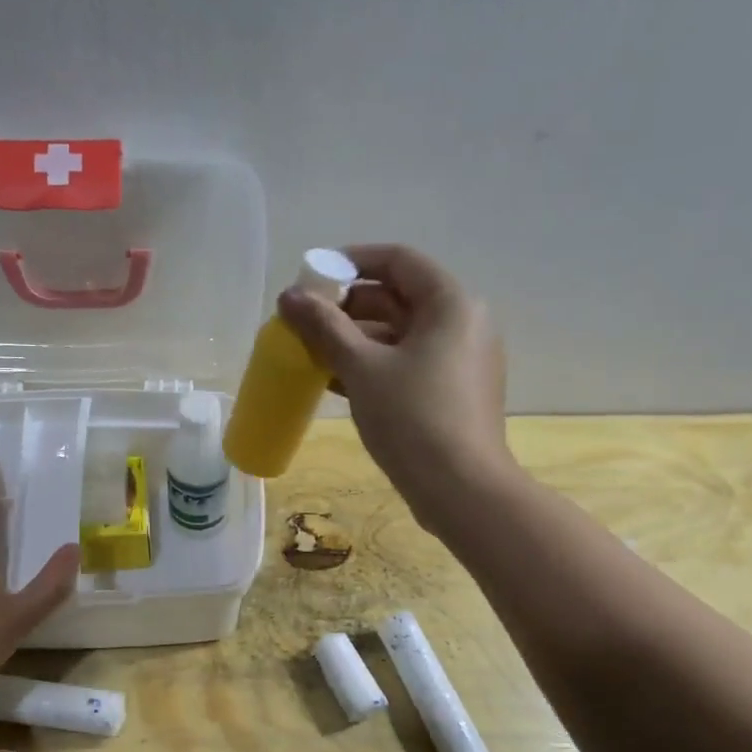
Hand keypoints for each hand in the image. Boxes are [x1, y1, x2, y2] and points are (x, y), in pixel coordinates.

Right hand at [278, 245, 513, 537]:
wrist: (461, 490)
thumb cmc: (413, 419)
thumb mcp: (362, 368)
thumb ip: (324, 327)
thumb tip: (289, 297)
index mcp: (451, 304)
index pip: (398, 260)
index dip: (352, 261)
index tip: (312, 274)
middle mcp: (463, 324)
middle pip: (398, 297)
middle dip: (347, 306)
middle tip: (304, 320)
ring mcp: (460, 360)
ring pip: (399, 334)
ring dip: (354, 339)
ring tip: (310, 352)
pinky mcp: (452, 392)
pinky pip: (407, 363)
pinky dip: (373, 365)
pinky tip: (333, 381)